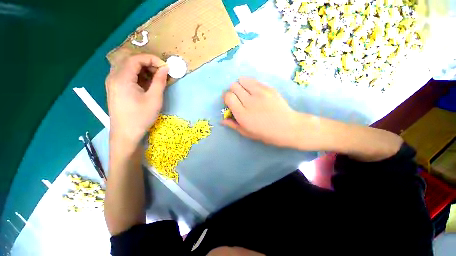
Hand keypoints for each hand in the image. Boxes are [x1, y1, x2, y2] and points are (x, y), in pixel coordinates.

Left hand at [106, 54, 168, 150]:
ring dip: (143, 69)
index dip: (152, 59)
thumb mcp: (154, 99)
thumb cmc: (141, 117)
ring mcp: (112, 82)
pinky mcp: (114, 88)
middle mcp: (113, 76)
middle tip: (161, 73)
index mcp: (121, 78)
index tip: (165, 67)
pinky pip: (125, 75)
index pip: (136, 58)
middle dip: (147, 63)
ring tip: (155, 79)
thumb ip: (160, 81)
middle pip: (130, 60)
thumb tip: (165, 68)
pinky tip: (146, 84)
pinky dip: (137, 75)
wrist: (125, 134)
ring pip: (127, 67)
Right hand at [222, 77, 300, 147]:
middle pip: (234, 86)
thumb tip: (222, 120)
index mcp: (242, 114)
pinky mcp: (268, 88)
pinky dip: (250, 84)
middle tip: (238, 98)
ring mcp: (260, 93)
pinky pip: (254, 81)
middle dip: (233, 91)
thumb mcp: (247, 133)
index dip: (226, 97)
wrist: (287, 127)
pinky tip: (255, 93)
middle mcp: (249, 101)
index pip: (228, 96)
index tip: (230, 102)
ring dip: (241, 85)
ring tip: (246, 93)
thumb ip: (233, 125)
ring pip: (242, 80)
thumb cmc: (265, 133)